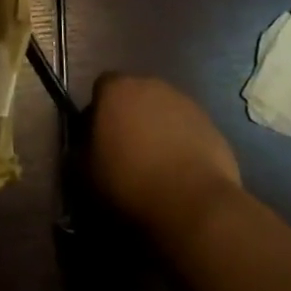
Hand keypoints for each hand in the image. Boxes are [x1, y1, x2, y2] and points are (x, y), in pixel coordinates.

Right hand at [88, 75, 241, 244]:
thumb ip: (79, 152)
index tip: (99, 141)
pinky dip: (183, 145)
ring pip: (163, 112)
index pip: (101, 87)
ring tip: (157, 169)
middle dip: (130, 118)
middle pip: (135, 96)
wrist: (193, 205)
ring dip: (158, 131)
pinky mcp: (211, 125)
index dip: (99, 112)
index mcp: (117, 89)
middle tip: (127, 154)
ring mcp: (185, 103)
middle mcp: (151, 85)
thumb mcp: (85, 174)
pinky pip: (188, 130)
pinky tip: (181, 176)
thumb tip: (82, 148)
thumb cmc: (129, 184)